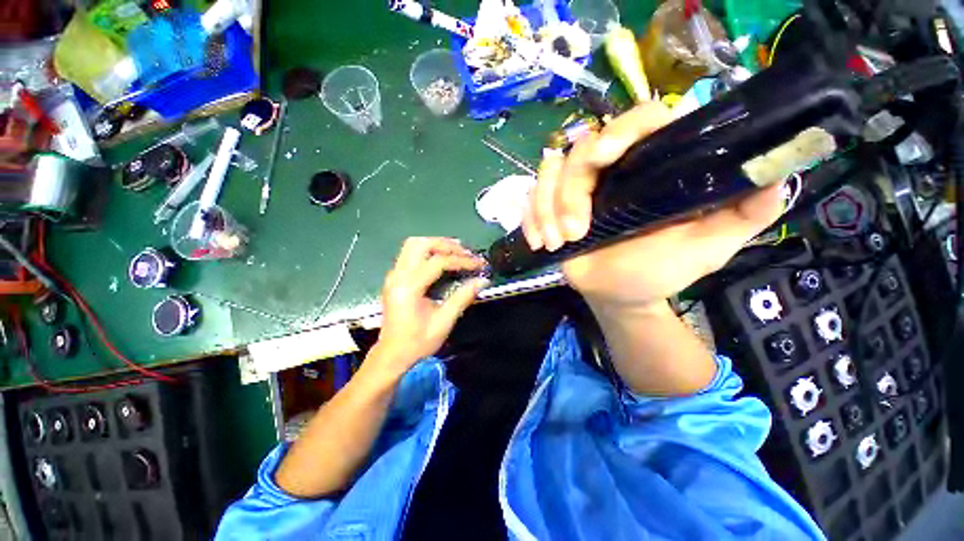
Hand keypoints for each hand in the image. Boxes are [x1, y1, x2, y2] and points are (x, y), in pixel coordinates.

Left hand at [370, 237, 487, 375]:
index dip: (461, 260)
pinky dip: (428, 251)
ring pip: (413, 245)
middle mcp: (397, 276)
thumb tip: (482, 280)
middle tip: (466, 253)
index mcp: (408, 288)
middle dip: (446, 244)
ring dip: (436, 244)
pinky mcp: (395, 278)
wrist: (392, 355)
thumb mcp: (444, 321)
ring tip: (456, 252)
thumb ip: (463, 297)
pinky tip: (442, 258)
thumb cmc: (418, 342)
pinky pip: (410, 253)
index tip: (479, 264)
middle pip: (420, 244)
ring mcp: (393, 275)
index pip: (437, 262)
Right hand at [522, 102, 783, 313]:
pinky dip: (531, 218)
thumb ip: (745, 213)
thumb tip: (776, 175)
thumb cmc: (662, 271)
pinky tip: (541, 243)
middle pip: (580, 149)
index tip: (603, 160)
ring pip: (548, 173)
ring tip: (558, 243)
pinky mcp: (551, 207)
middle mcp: (611, 170)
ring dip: (547, 210)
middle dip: (570, 192)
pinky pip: (530, 199)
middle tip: (575, 231)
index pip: (639, 121)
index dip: (620, 130)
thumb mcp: (710, 246)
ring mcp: (576, 189)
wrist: (620, 296)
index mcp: (650, 168)